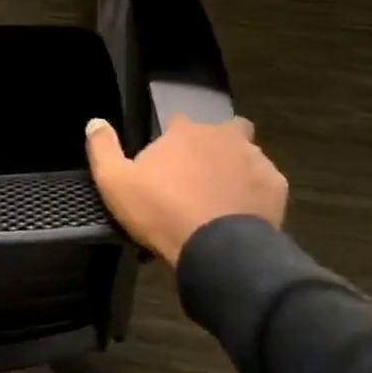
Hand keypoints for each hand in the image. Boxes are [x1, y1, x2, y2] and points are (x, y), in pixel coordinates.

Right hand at [85, 114, 287, 266]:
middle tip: (201, 174)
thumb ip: (102, 148)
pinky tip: (244, 211)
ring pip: (247, 153)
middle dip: (214, 144)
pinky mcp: (276, 185)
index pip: (177, 122)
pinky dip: (256, 191)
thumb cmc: (161, 211)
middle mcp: (223, 135)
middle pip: (222, 129)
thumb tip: (95, 121)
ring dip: (236, 167)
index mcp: (185, 131)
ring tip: (223, 195)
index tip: (165, 164)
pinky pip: (266, 181)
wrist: (216, 251)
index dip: (171, 141)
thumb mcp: (115, 182)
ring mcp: (254, 158)